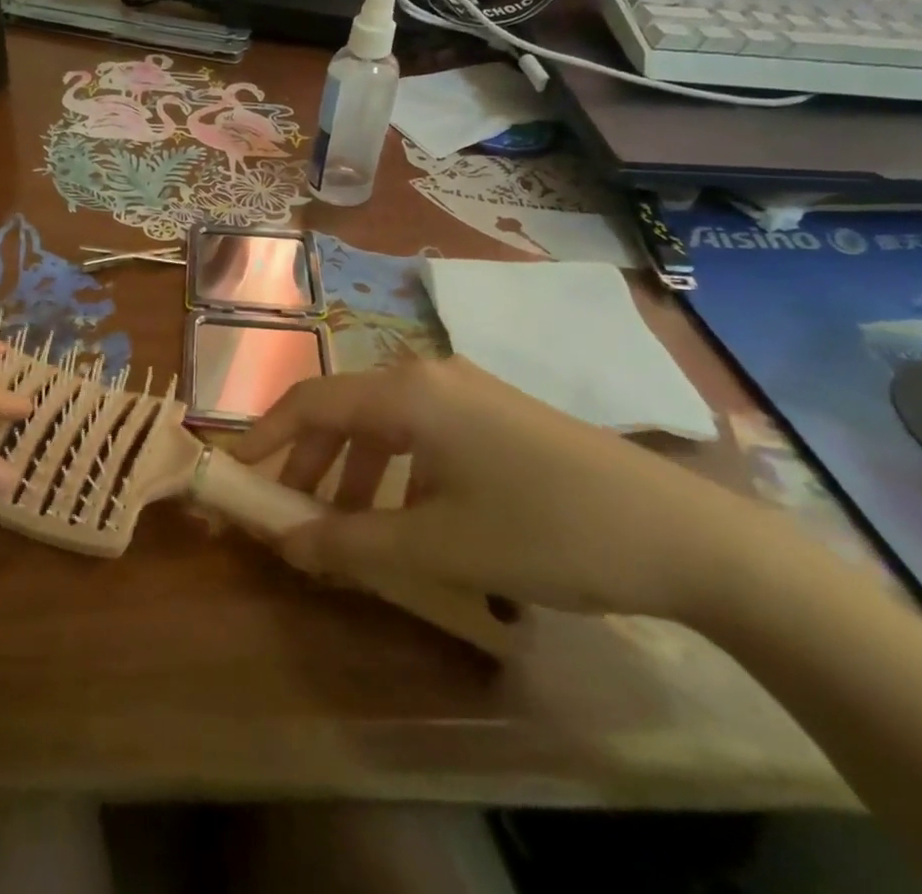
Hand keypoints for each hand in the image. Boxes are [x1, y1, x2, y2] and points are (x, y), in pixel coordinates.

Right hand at [230, 356, 765, 619]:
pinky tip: (412, 519)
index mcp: (406, 392)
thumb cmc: (546, 531)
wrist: (687, 537)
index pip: (308, 401)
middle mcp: (428, 375)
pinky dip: (395, 472)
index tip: (234, 473)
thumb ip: (351, 544)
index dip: (263, 435)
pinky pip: (421, 434)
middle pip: (342, 410)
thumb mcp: (439, 547)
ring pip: (382, 424)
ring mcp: (466, 391)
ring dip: (352, 472)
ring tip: (351, 530)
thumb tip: (285, 544)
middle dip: (307, 463)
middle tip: (293, 518)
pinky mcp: (495, 414)